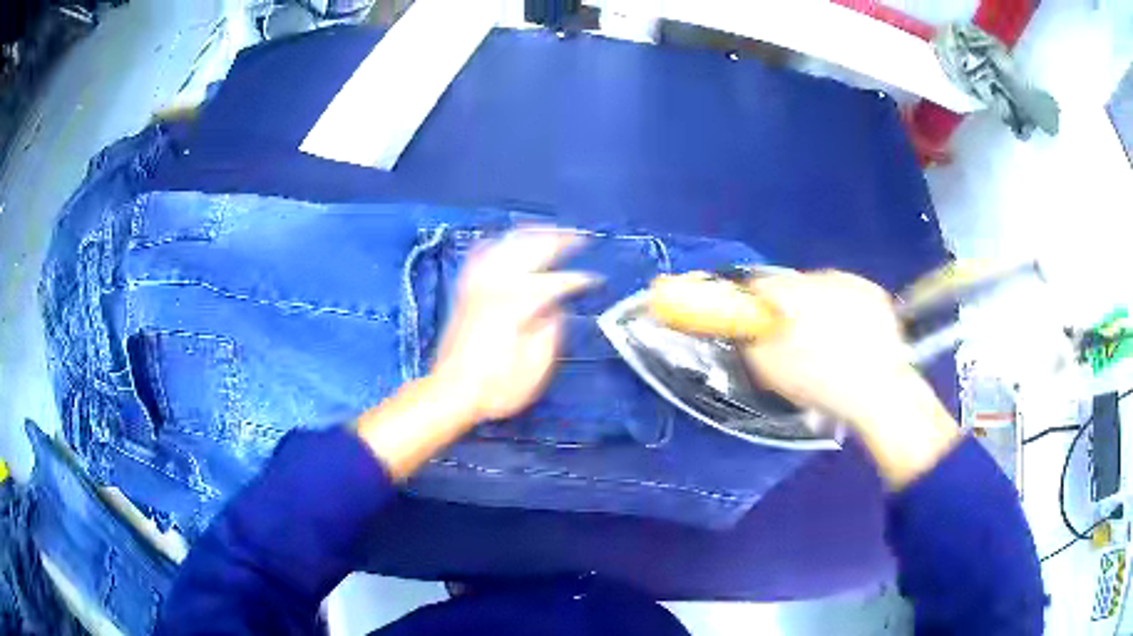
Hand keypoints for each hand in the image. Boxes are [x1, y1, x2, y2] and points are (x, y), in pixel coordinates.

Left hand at [431, 229, 598, 421]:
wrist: (451, 391)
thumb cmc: (496, 387)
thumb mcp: (533, 369)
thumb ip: (549, 333)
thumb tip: (556, 309)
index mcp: (516, 306)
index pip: (555, 283)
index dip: (578, 279)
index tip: (595, 280)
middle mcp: (496, 287)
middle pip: (531, 251)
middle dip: (559, 241)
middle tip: (581, 238)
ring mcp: (477, 285)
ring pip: (506, 246)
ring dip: (532, 234)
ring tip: (552, 231)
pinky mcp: (465, 291)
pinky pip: (481, 255)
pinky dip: (498, 244)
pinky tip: (508, 242)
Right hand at [742, 271, 959, 488]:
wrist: (879, 392)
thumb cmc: (820, 382)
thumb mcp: (770, 371)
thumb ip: (752, 342)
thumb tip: (750, 329)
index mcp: (792, 293)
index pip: (761, 285)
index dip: (756, 306)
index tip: (760, 327)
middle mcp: (822, 277)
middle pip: (795, 286)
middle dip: (792, 308)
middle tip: (796, 341)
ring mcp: (853, 283)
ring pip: (825, 288)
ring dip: (820, 307)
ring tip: (829, 342)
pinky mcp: (876, 294)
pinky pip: (851, 295)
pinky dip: (847, 310)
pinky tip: (851, 337)